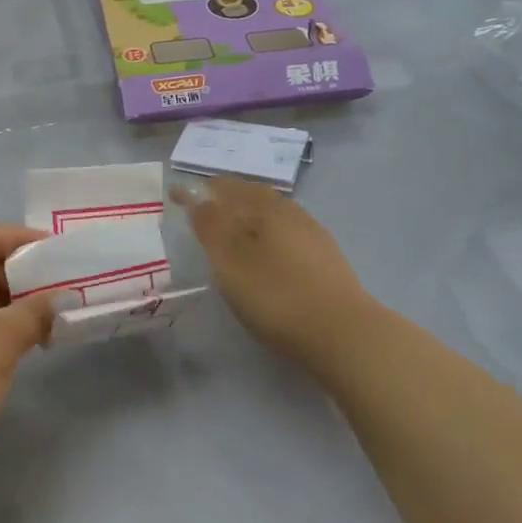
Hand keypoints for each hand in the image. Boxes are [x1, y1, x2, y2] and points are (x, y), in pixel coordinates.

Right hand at [172, 176, 370, 372]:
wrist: (345, 335)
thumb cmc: (277, 294)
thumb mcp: (231, 261)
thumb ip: (210, 226)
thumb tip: (196, 197)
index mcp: (264, 206)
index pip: (224, 187)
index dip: (199, 190)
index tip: (177, 195)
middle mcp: (290, 211)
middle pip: (251, 195)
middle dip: (225, 198)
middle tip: (203, 210)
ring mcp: (312, 234)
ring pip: (272, 214)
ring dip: (248, 216)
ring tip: (231, 232)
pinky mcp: (326, 259)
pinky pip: (286, 234)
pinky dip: (267, 235)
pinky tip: (265, 255)